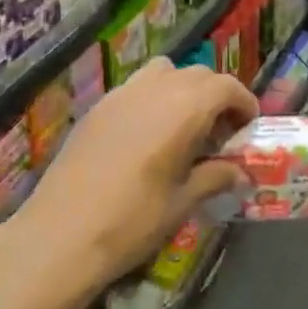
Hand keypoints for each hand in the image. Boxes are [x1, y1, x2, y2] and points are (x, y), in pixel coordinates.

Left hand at [20, 58, 257, 282]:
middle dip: (216, 95)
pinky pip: (135, 87)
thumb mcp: (181, 202)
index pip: (225, 86)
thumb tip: (240, 174)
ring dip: (182, 89)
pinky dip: (153, 97)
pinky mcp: (97, 108)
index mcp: (183, 109)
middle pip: (197, 74)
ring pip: (163, 72)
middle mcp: (154, 90)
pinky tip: (148, 135)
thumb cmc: (131, 221)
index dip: (243, 102)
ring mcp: (121, 95)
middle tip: (221, 131)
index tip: (248, 126)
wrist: (58, 236)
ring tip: (184, 126)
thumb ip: (214, 178)